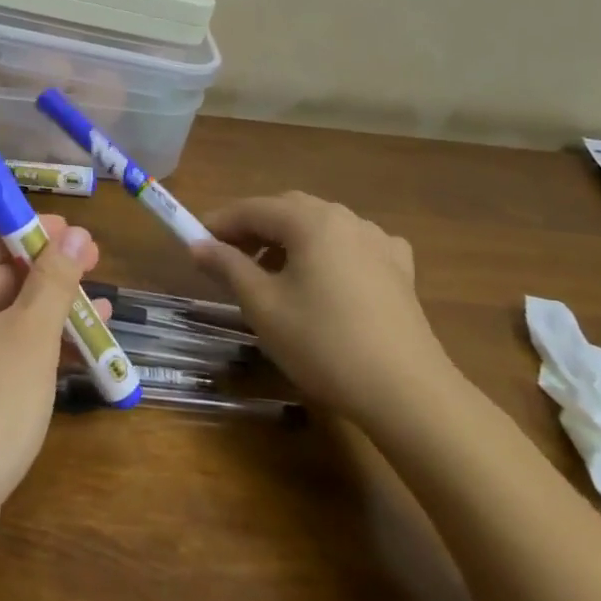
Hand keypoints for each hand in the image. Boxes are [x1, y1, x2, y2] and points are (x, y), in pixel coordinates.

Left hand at [0, 215, 105, 524]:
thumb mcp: (31, 335)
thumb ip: (54, 280)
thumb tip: (75, 233)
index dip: (34, 232)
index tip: (78, 239)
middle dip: (48, 273)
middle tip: (96, 271)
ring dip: (47, 312)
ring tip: (102, 313)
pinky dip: (29, 346)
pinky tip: (75, 357)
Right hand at [192, 193, 457, 427]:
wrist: (405, 392)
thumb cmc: (322, 343)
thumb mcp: (262, 305)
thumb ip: (228, 267)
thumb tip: (198, 245)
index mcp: (311, 221)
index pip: (253, 208)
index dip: (220, 222)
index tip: (194, 241)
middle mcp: (346, 219)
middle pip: (288, 210)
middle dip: (254, 228)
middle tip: (227, 256)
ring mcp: (378, 242)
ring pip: (321, 226)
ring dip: (289, 240)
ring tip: (270, 273)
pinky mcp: (399, 270)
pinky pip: (353, 246)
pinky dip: (328, 253)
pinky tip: (326, 277)